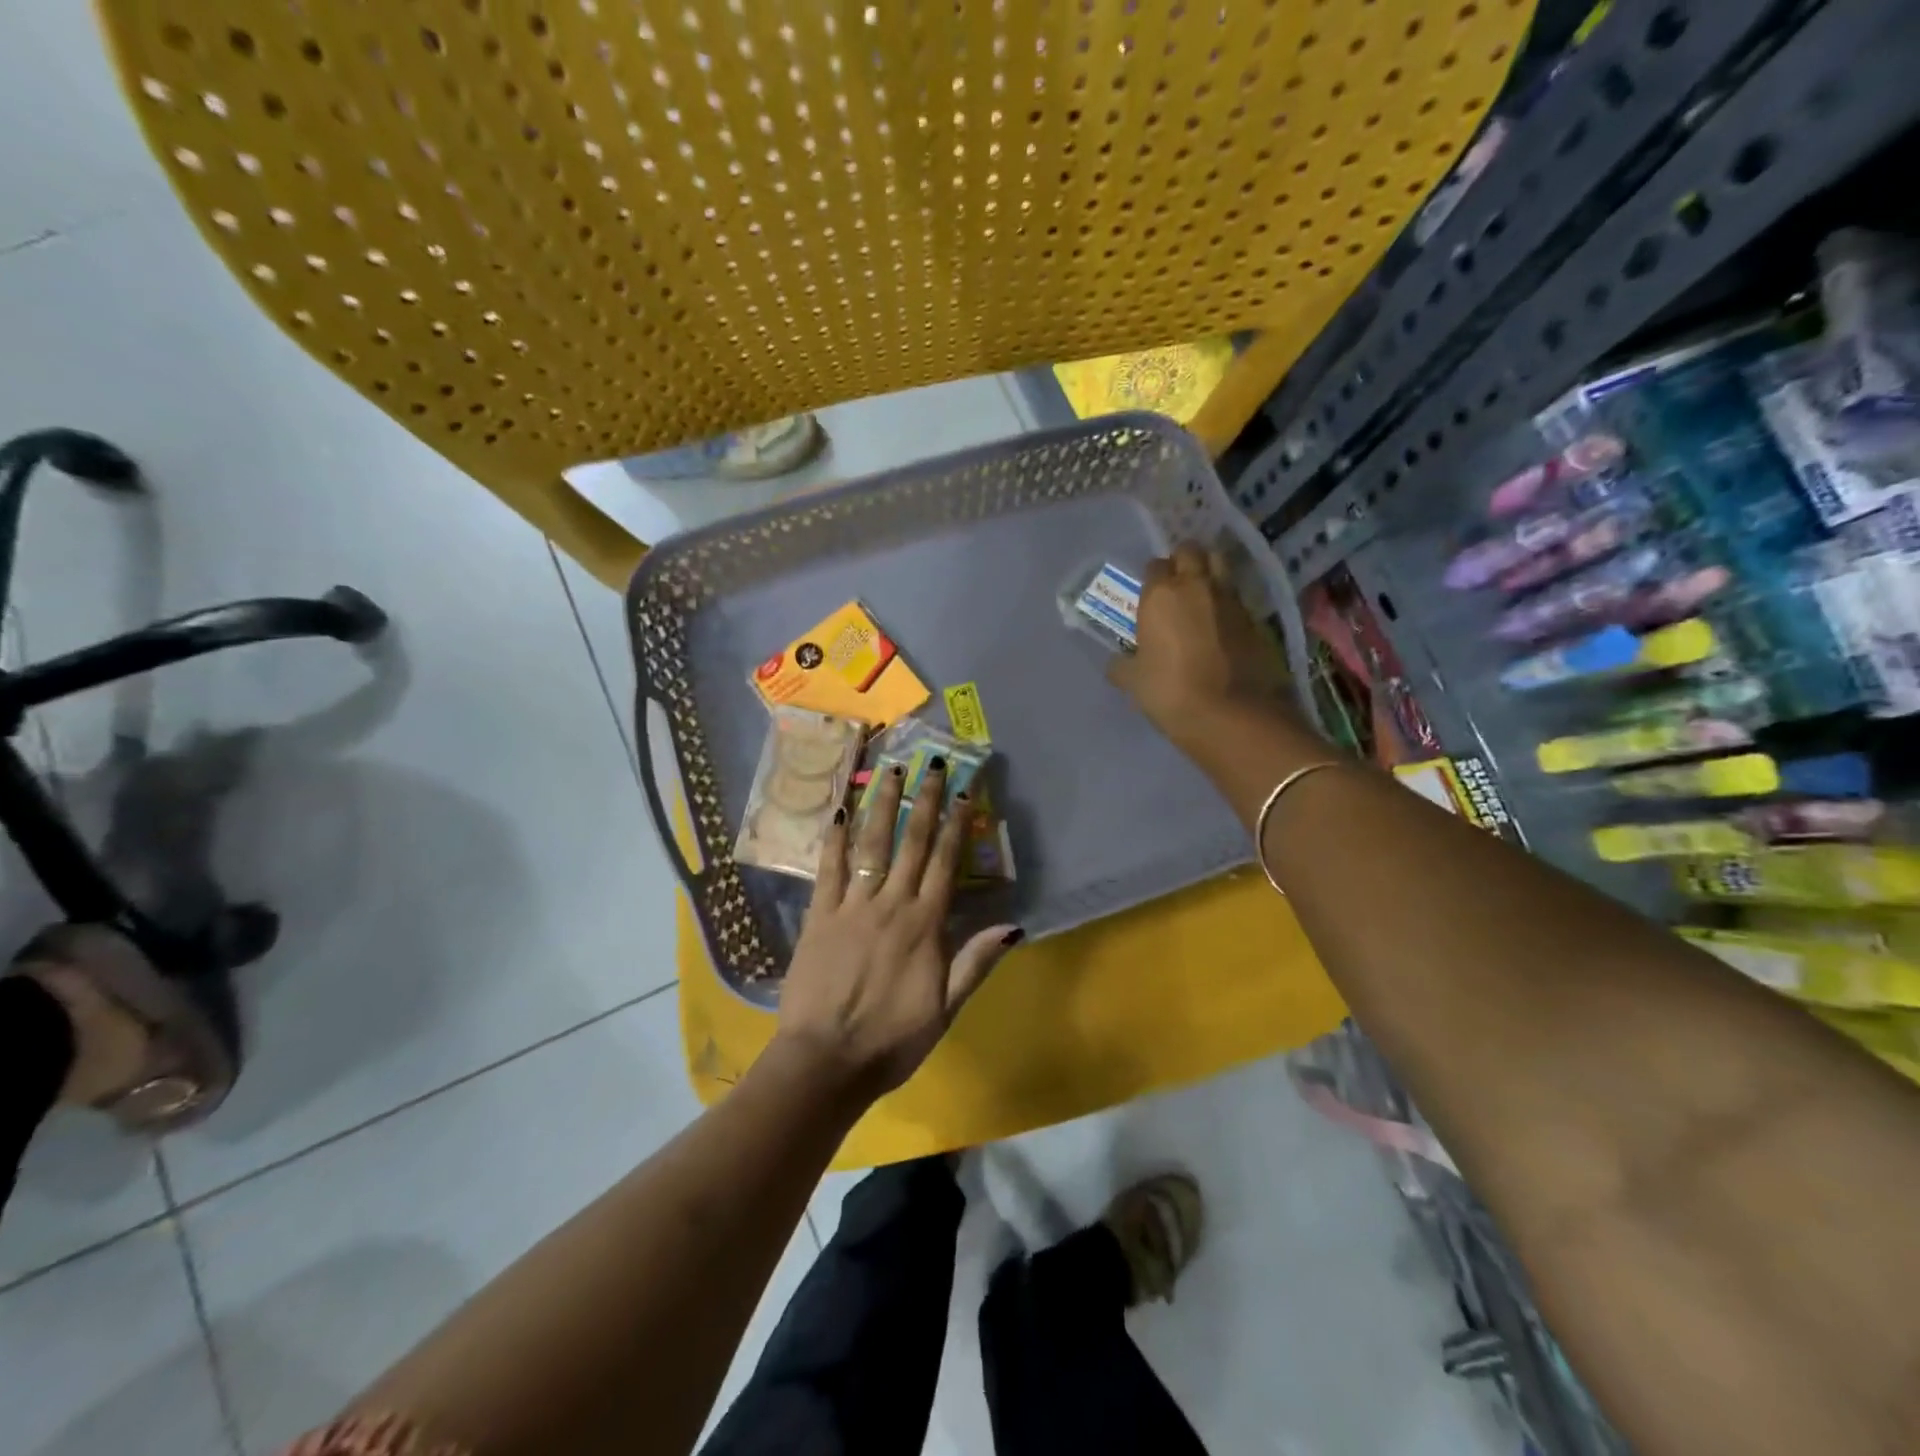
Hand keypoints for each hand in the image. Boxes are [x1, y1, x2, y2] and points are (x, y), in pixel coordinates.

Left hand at [773, 759, 1021, 1102]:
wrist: (826, 1061)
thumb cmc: (892, 1040)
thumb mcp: (946, 1009)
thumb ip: (976, 963)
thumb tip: (1014, 926)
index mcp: (925, 926)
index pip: (946, 864)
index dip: (957, 826)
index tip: (964, 792)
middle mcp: (891, 904)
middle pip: (912, 843)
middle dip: (924, 801)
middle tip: (932, 764)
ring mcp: (852, 906)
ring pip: (872, 845)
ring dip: (882, 805)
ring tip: (889, 770)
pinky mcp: (820, 916)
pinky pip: (829, 869)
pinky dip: (835, 840)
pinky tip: (840, 811)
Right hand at [1109, 541, 1289, 742]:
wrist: (1231, 715)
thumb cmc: (1170, 692)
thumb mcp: (1134, 682)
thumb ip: (1123, 666)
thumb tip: (1117, 663)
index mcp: (1161, 595)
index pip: (1155, 565)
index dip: (1153, 577)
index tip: (1150, 594)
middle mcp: (1197, 586)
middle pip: (1192, 552)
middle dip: (1184, 560)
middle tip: (1177, 583)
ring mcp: (1231, 600)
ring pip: (1221, 567)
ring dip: (1210, 574)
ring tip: (1202, 596)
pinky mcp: (1256, 619)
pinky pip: (1237, 598)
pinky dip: (1228, 604)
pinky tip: (1221, 624)